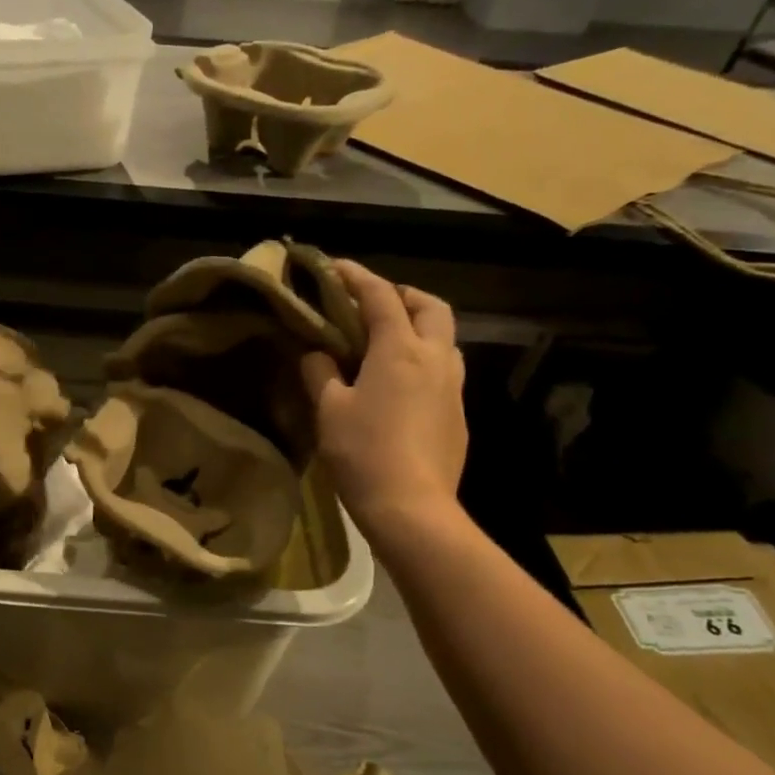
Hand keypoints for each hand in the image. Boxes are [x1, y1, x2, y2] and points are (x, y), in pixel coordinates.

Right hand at [301, 261, 466, 541]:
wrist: (412, 507)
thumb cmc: (363, 452)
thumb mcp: (329, 410)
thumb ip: (320, 373)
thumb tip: (317, 353)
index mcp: (400, 350)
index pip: (380, 296)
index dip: (356, 277)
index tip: (334, 267)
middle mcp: (436, 358)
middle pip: (430, 306)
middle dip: (402, 294)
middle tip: (372, 303)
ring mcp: (453, 386)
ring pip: (444, 338)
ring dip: (418, 327)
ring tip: (385, 342)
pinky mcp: (458, 413)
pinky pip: (444, 370)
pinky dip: (422, 359)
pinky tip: (398, 384)